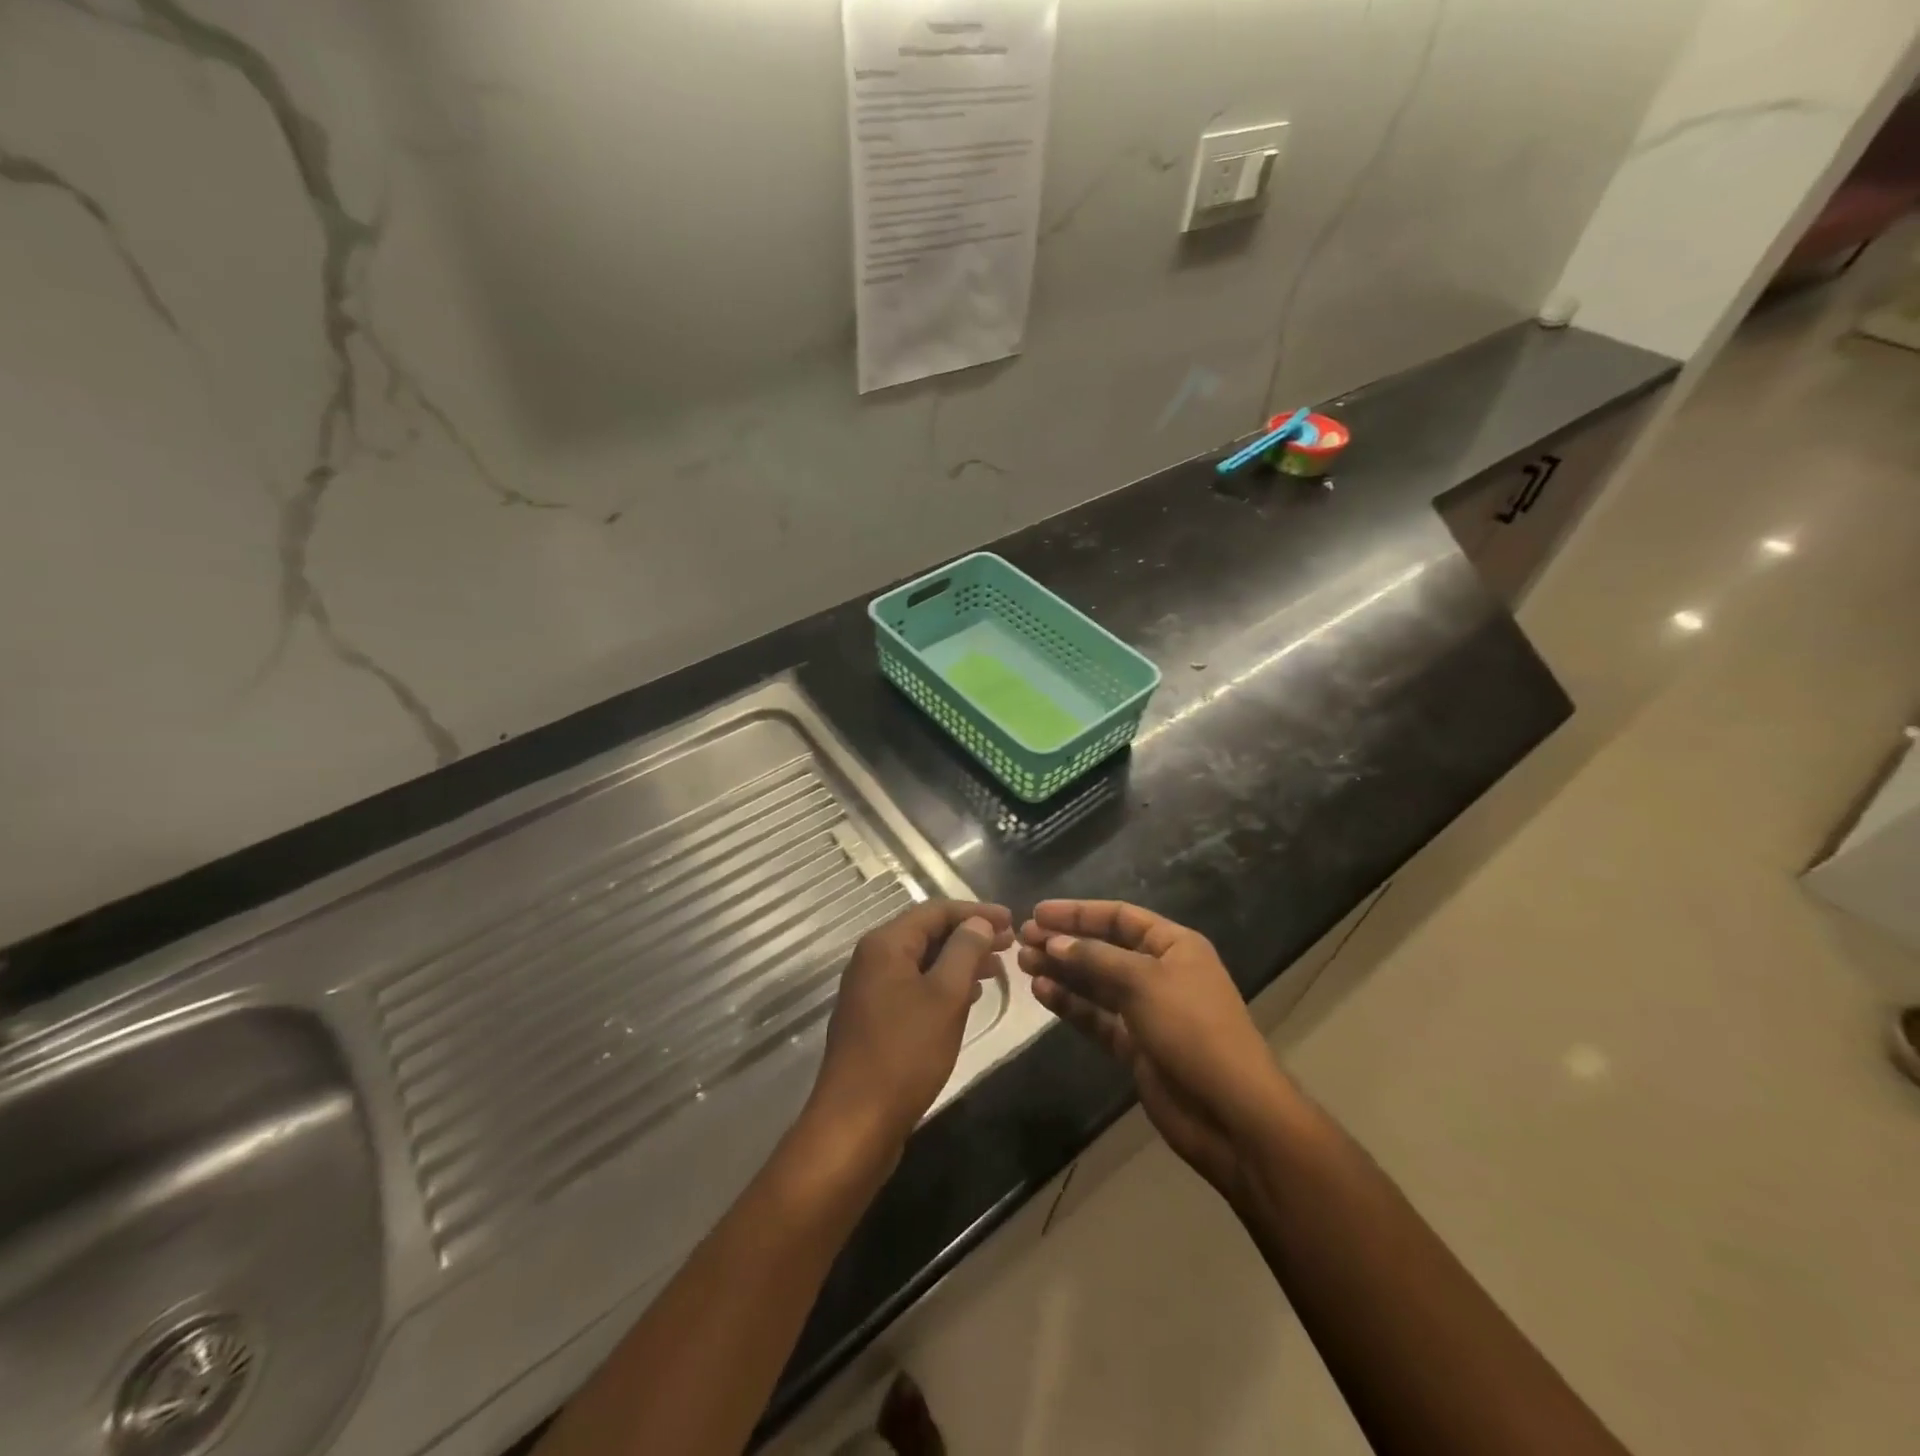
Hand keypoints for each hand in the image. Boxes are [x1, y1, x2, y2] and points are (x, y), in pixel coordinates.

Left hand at [805, 899, 1013, 1167]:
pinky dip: (942, 984)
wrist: (855, 1122)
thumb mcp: (945, 997)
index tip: (1012, 920)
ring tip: (995, 969)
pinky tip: (967, 998)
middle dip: (969, 935)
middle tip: (1009, 944)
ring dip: (958, 961)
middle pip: (926, 933)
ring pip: (921, 961)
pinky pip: (913, 986)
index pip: (935, 911)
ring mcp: (869, 990)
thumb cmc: (905, 1053)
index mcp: (885, 944)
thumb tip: (977, 923)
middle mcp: (872, 959)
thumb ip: (964, 952)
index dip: (976, 912)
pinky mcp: (873, 1018)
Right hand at [1018, 900, 1292, 1203]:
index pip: (1119, 916)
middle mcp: (1160, 972)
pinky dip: (1071, 1005)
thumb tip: (1054, 941)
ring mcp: (1147, 1011)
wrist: (1230, 1112)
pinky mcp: (1135, 1046)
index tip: (1038, 913)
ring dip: (1063, 971)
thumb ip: (1096, 958)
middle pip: (1104, 948)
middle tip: (1023, 940)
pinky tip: (1042, 993)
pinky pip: (1097, 1017)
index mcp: (1174, 946)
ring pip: (1096, 983)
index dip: (1078, 913)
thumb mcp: (1144, 981)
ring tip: (1024, 964)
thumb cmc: (1192, 1029)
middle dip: (1065, 942)